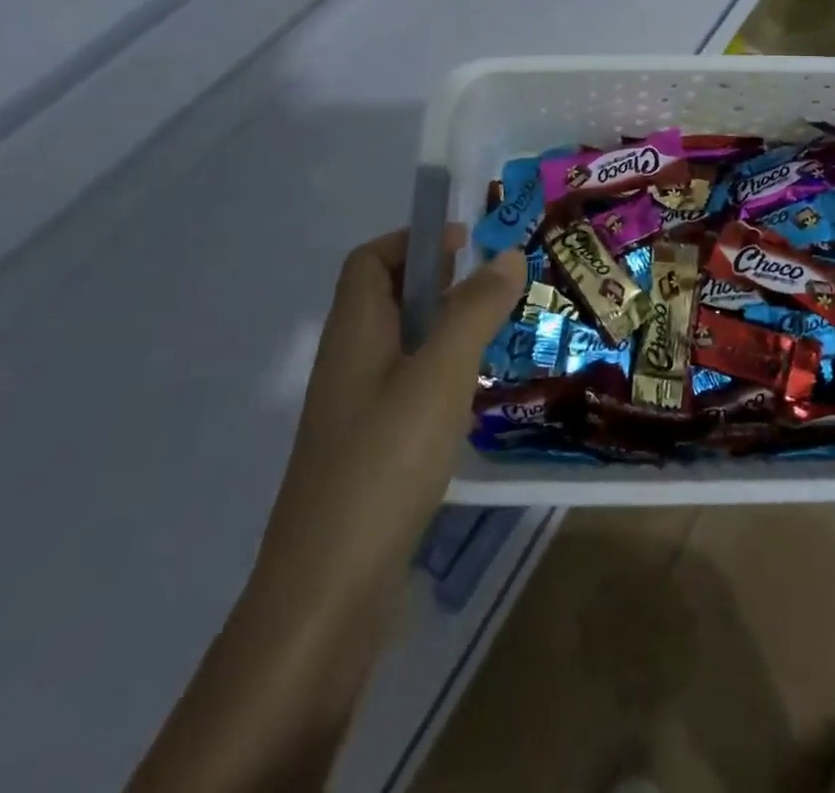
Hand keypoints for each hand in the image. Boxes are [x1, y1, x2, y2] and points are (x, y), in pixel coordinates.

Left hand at [257, 225, 526, 616]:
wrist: (327, 594)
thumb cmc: (385, 462)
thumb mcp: (440, 374)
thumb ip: (475, 309)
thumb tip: (508, 253)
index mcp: (354, 331)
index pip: (369, 260)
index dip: (413, 240)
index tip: (467, 244)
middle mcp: (348, 362)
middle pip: (386, 299)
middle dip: (438, 282)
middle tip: (494, 290)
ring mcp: (354, 411)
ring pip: (400, 346)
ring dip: (443, 330)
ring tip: (495, 338)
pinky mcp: (368, 453)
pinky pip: (404, 389)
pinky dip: (438, 377)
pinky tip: (470, 401)